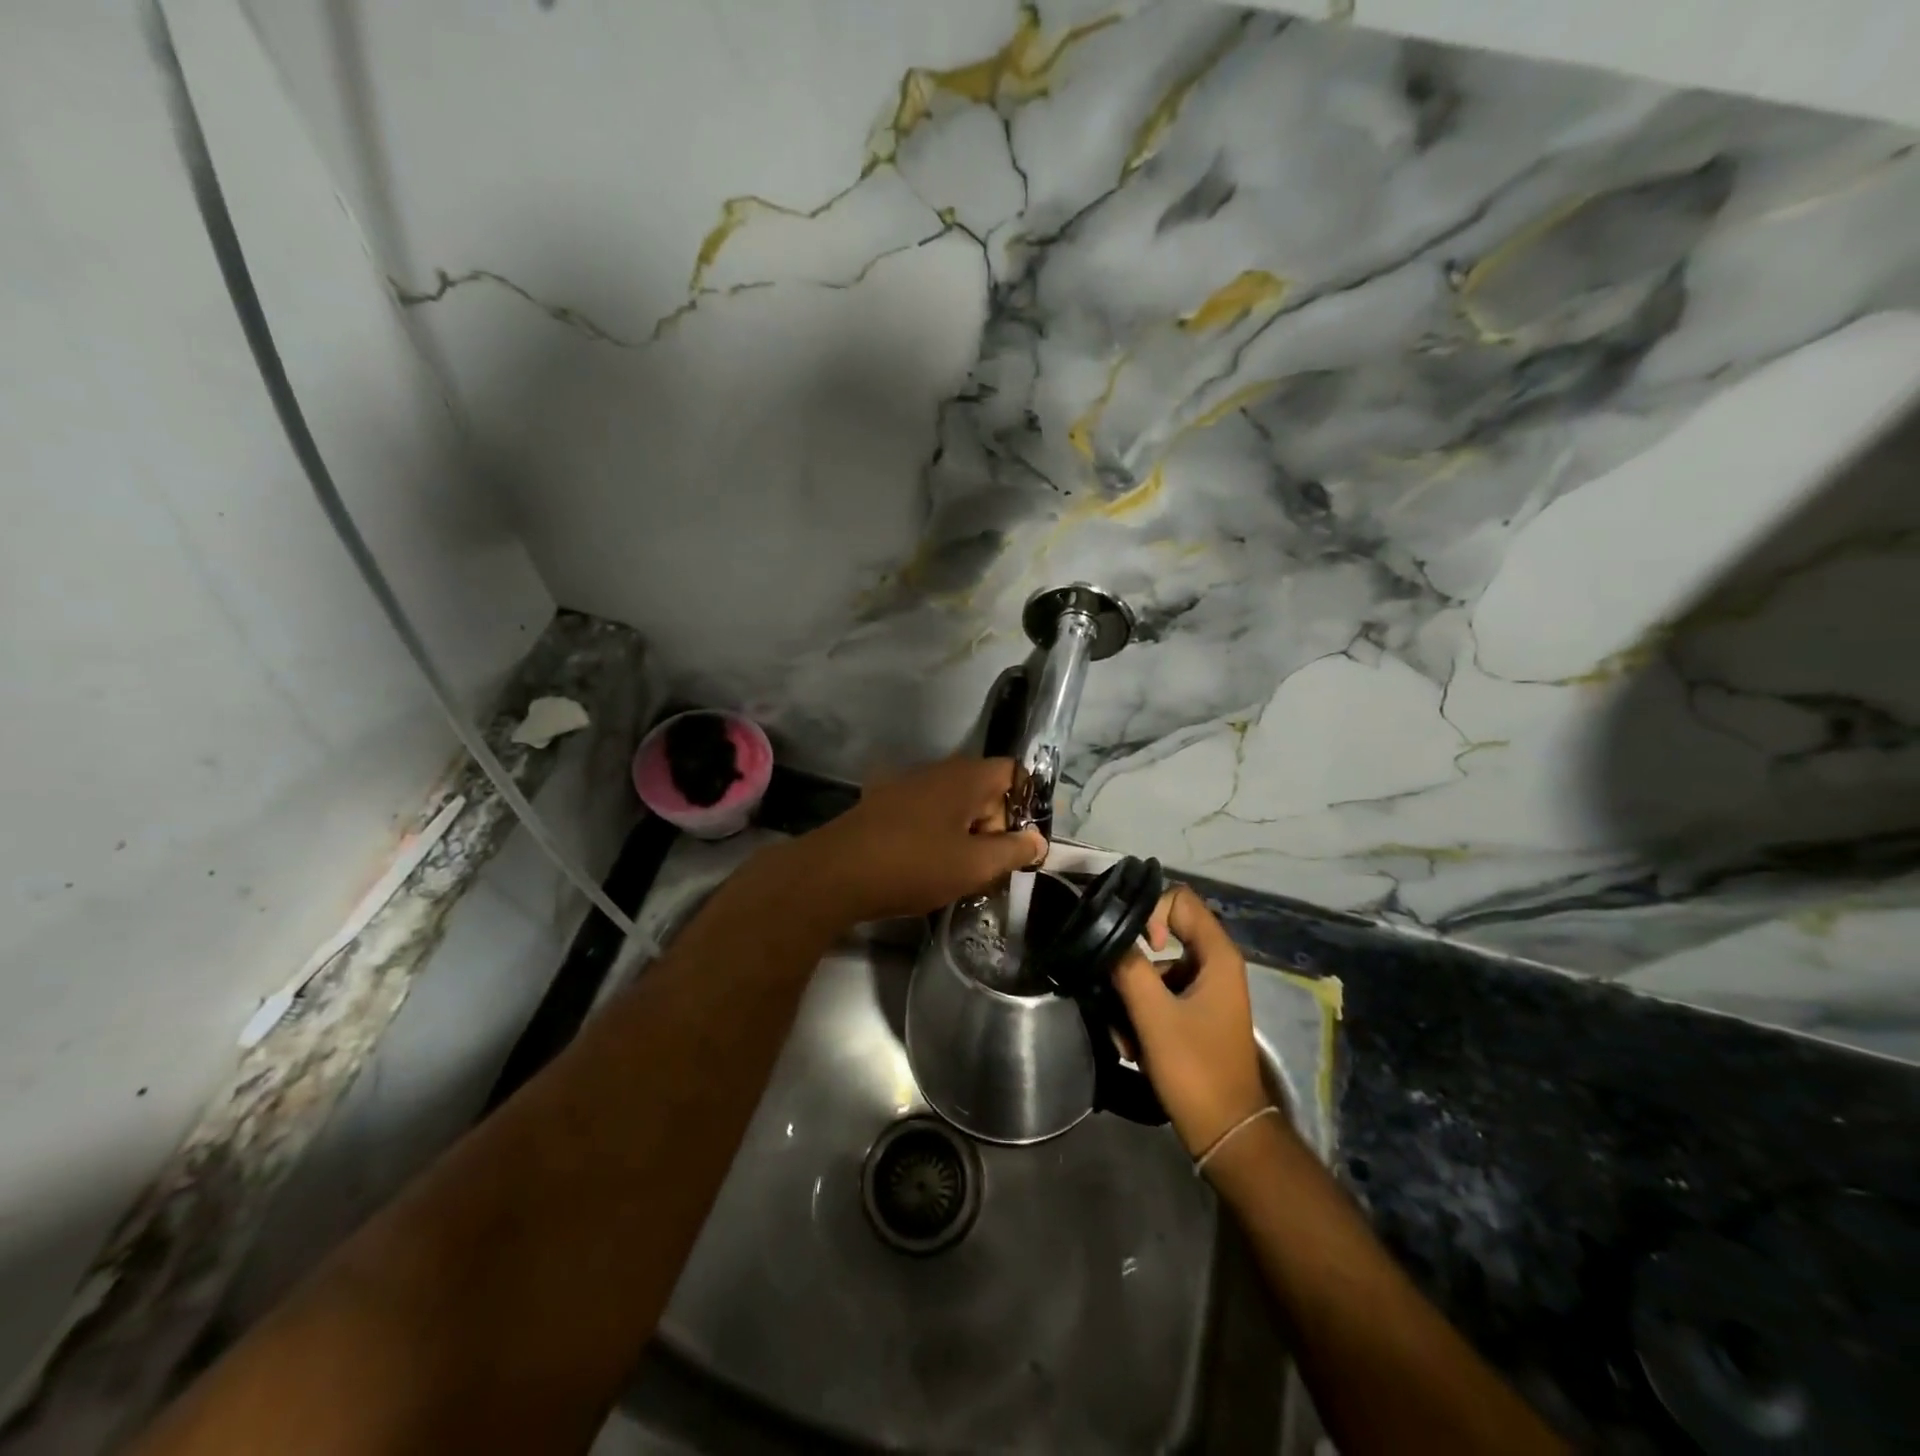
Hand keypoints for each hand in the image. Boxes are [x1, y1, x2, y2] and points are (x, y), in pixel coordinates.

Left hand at [797, 758, 1045, 924]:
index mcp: (965, 776)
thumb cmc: (914, 865)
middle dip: (995, 825)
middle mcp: (937, 770)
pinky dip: (936, 833)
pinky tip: (925, 864)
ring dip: (965, 833)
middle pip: (984, 789)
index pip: (1014, 772)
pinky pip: (926, 813)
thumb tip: (1038, 840)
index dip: (1026, 803)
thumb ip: (1013, 851)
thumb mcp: (974, 866)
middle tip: (990, 865)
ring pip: (954, 804)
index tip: (1024, 841)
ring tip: (959, 871)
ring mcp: (906, 784)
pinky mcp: (883, 803)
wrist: (835, 873)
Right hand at [1112, 885, 1270, 1159]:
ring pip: (1157, 969)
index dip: (1151, 913)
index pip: (1180, 900)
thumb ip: (1129, 968)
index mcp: (1217, 956)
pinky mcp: (1196, 1013)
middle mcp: (1215, 964)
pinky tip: (1131, 1045)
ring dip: (1133, 994)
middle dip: (1134, 960)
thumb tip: (1106, 933)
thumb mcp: (1154, 1016)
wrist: (1226, 1133)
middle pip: (1165, 934)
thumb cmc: (1195, 1069)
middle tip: (1113, 986)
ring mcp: (1206, 990)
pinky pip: (1162, 995)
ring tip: (1122, 1033)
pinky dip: (1143, 1013)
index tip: (1134, 946)